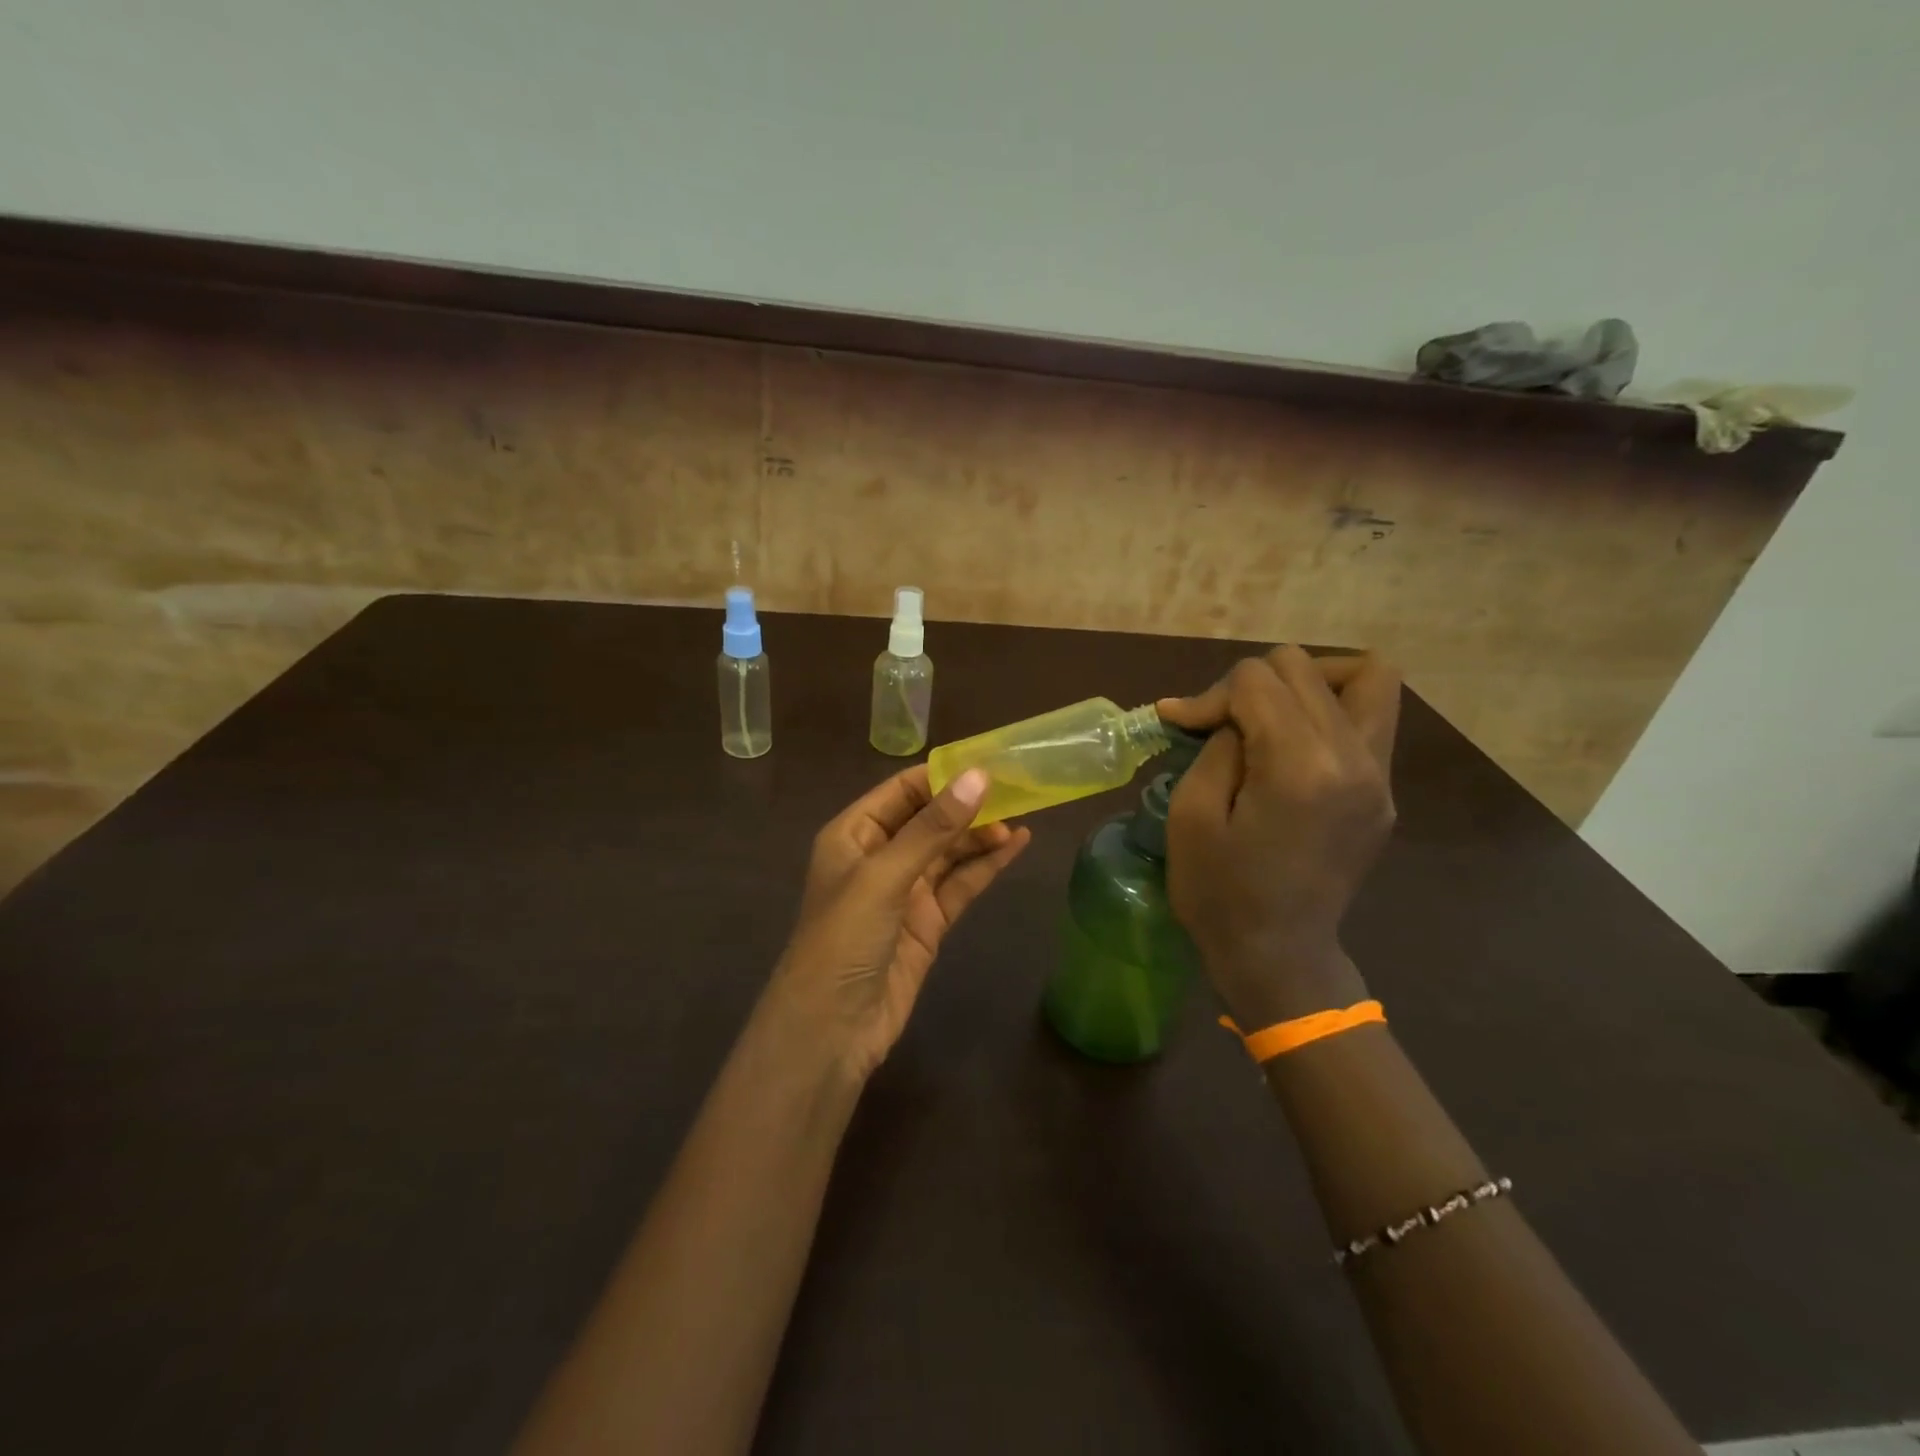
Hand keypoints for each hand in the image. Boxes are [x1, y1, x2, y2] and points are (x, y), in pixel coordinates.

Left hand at [768, 765, 1031, 1081]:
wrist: (831, 1029)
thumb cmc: (844, 938)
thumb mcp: (884, 875)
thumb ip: (932, 828)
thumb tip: (979, 776)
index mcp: (854, 833)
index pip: (903, 790)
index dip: (943, 774)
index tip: (989, 760)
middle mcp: (879, 856)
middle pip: (930, 819)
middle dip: (968, 804)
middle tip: (1018, 787)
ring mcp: (905, 891)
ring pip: (949, 851)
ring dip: (981, 833)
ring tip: (1023, 814)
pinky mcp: (927, 923)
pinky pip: (960, 885)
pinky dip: (986, 866)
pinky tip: (1015, 846)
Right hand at [1159, 647, 1401, 1025]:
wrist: (1278, 957)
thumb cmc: (1219, 893)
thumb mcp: (1192, 816)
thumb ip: (1215, 747)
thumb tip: (1227, 715)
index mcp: (1300, 767)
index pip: (1258, 680)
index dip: (1210, 695)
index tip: (1182, 726)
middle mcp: (1355, 758)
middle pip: (1303, 667)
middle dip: (1251, 684)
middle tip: (1221, 725)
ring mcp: (1380, 775)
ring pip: (1366, 675)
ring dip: (1307, 681)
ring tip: (1269, 714)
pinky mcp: (1385, 791)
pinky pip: (1372, 716)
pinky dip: (1329, 709)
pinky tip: (1291, 744)